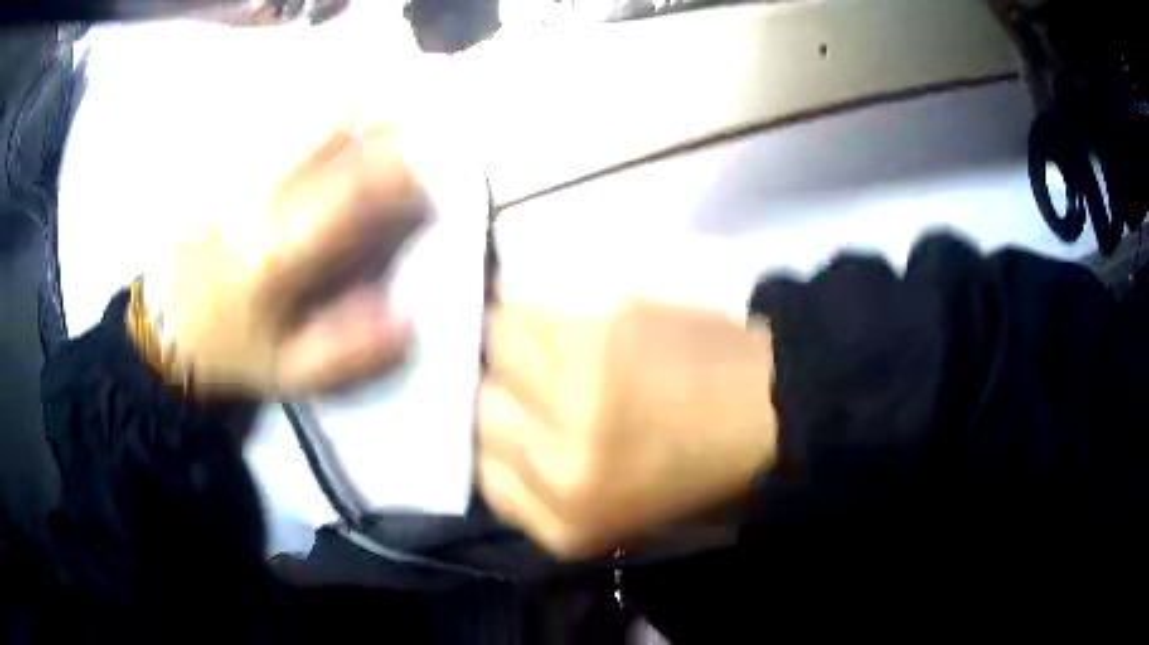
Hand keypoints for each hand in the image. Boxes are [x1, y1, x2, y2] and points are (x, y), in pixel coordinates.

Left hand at [148, 126, 425, 396]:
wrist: (163, 332)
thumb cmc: (227, 352)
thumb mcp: (289, 373)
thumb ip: (349, 352)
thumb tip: (407, 321)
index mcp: (273, 254)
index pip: (353, 193)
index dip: (403, 184)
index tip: (427, 197)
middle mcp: (255, 200)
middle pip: (332, 135)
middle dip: (385, 136)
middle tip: (411, 154)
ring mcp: (236, 176)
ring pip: (305, 123)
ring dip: (355, 123)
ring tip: (379, 139)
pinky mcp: (222, 170)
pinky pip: (280, 129)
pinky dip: (318, 129)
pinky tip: (333, 144)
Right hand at [479, 298, 777, 557]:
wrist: (774, 410)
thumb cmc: (703, 473)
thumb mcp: (618, 516)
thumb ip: (547, 491)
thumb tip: (497, 443)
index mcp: (567, 522)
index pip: (481, 474)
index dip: (492, 441)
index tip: (511, 422)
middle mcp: (560, 463)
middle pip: (480, 410)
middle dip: (496, 394)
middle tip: (524, 381)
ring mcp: (576, 391)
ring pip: (495, 346)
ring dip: (510, 342)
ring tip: (541, 342)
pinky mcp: (599, 330)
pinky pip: (530, 310)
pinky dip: (534, 311)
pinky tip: (561, 318)